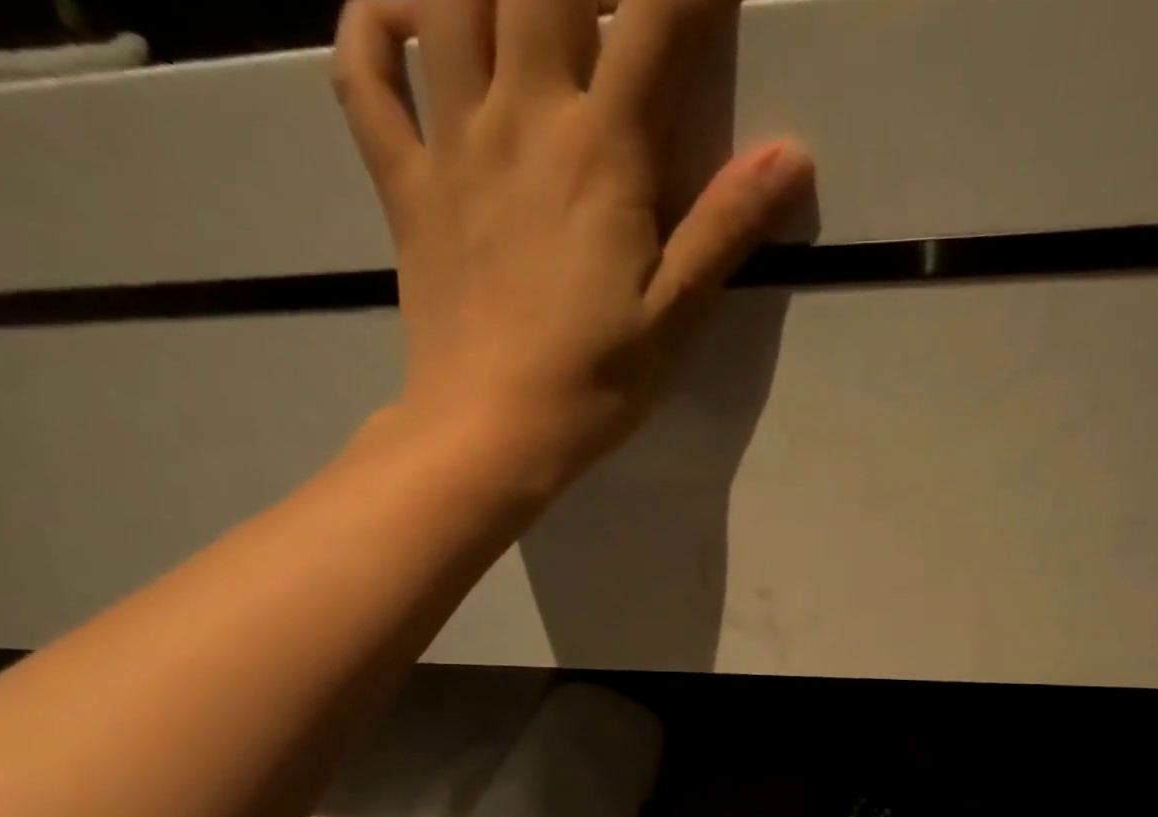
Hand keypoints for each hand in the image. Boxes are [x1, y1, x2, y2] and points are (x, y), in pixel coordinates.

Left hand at [333, 0, 812, 483]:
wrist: (489, 433)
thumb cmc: (592, 383)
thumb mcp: (675, 318)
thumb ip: (727, 229)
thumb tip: (793, 155)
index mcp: (600, 154)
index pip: (654, 22)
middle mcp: (520, 118)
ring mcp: (450, 144)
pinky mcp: (404, 184)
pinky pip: (363, 78)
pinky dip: (368, 26)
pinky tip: (394, 11)